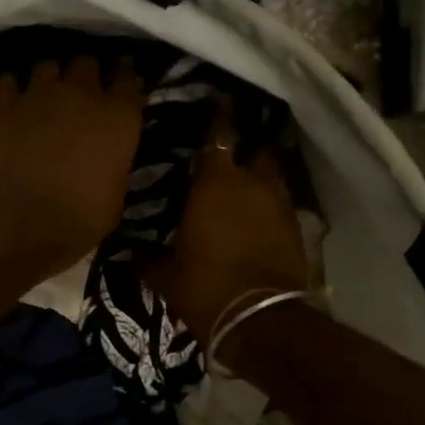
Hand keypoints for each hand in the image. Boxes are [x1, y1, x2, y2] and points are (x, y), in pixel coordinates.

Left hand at [0, 56, 144, 271]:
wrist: (23, 221)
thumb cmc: (81, 218)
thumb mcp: (117, 194)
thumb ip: (116, 162)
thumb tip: (110, 156)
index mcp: (119, 116)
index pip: (128, 78)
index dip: (124, 78)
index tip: (120, 86)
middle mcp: (83, 94)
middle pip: (87, 62)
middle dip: (85, 74)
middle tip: (82, 93)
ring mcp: (42, 94)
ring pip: (48, 65)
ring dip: (50, 78)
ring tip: (47, 94)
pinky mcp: (6, 105)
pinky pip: (7, 80)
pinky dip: (11, 88)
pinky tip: (13, 101)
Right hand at [145, 106, 307, 343]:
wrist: (260, 321)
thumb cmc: (205, 286)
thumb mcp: (165, 274)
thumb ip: (146, 257)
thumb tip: (129, 252)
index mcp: (216, 183)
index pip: (219, 136)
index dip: (219, 119)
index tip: (217, 104)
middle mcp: (252, 184)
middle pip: (256, 149)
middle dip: (247, 145)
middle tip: (232, 147)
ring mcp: (280, 205)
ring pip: (273, 176)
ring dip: (261, 175)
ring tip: (246, 180)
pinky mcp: (296, 229)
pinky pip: (281, 204)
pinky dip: (270, 204)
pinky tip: (257, 214)